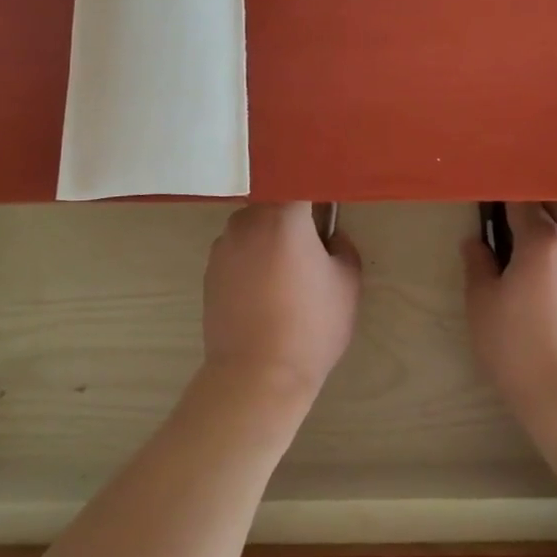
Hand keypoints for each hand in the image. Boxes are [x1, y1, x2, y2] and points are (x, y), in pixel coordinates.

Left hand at [203, 203, 360, 404]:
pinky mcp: (209, 270)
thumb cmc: (310, 326)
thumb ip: (341, 247)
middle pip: (274, 202)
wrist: (257, 376)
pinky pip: (237, 250)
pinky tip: (263, 290)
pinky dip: (251, 259)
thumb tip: (328, 237)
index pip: (300, 180)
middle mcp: (248, 220)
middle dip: (292, 215)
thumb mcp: (347, 284)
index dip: (315, 189)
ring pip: (253, 226)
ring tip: (285, 273)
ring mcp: (224, 245)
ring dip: (269, 237)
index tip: (327, 202)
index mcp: (283, 216)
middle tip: (311, 242)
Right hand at [462, 202, 556, 427]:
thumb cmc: (519, 349)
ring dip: (553, 230)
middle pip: (555, 206)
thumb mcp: (482, 305)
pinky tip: (552, 281)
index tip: (487, 204)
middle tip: (507, 223)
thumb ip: (478, 265)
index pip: (521, 199)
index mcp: (543, 238)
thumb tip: (476, 241)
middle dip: (532, 207)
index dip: (502, 197)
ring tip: (529, 252)